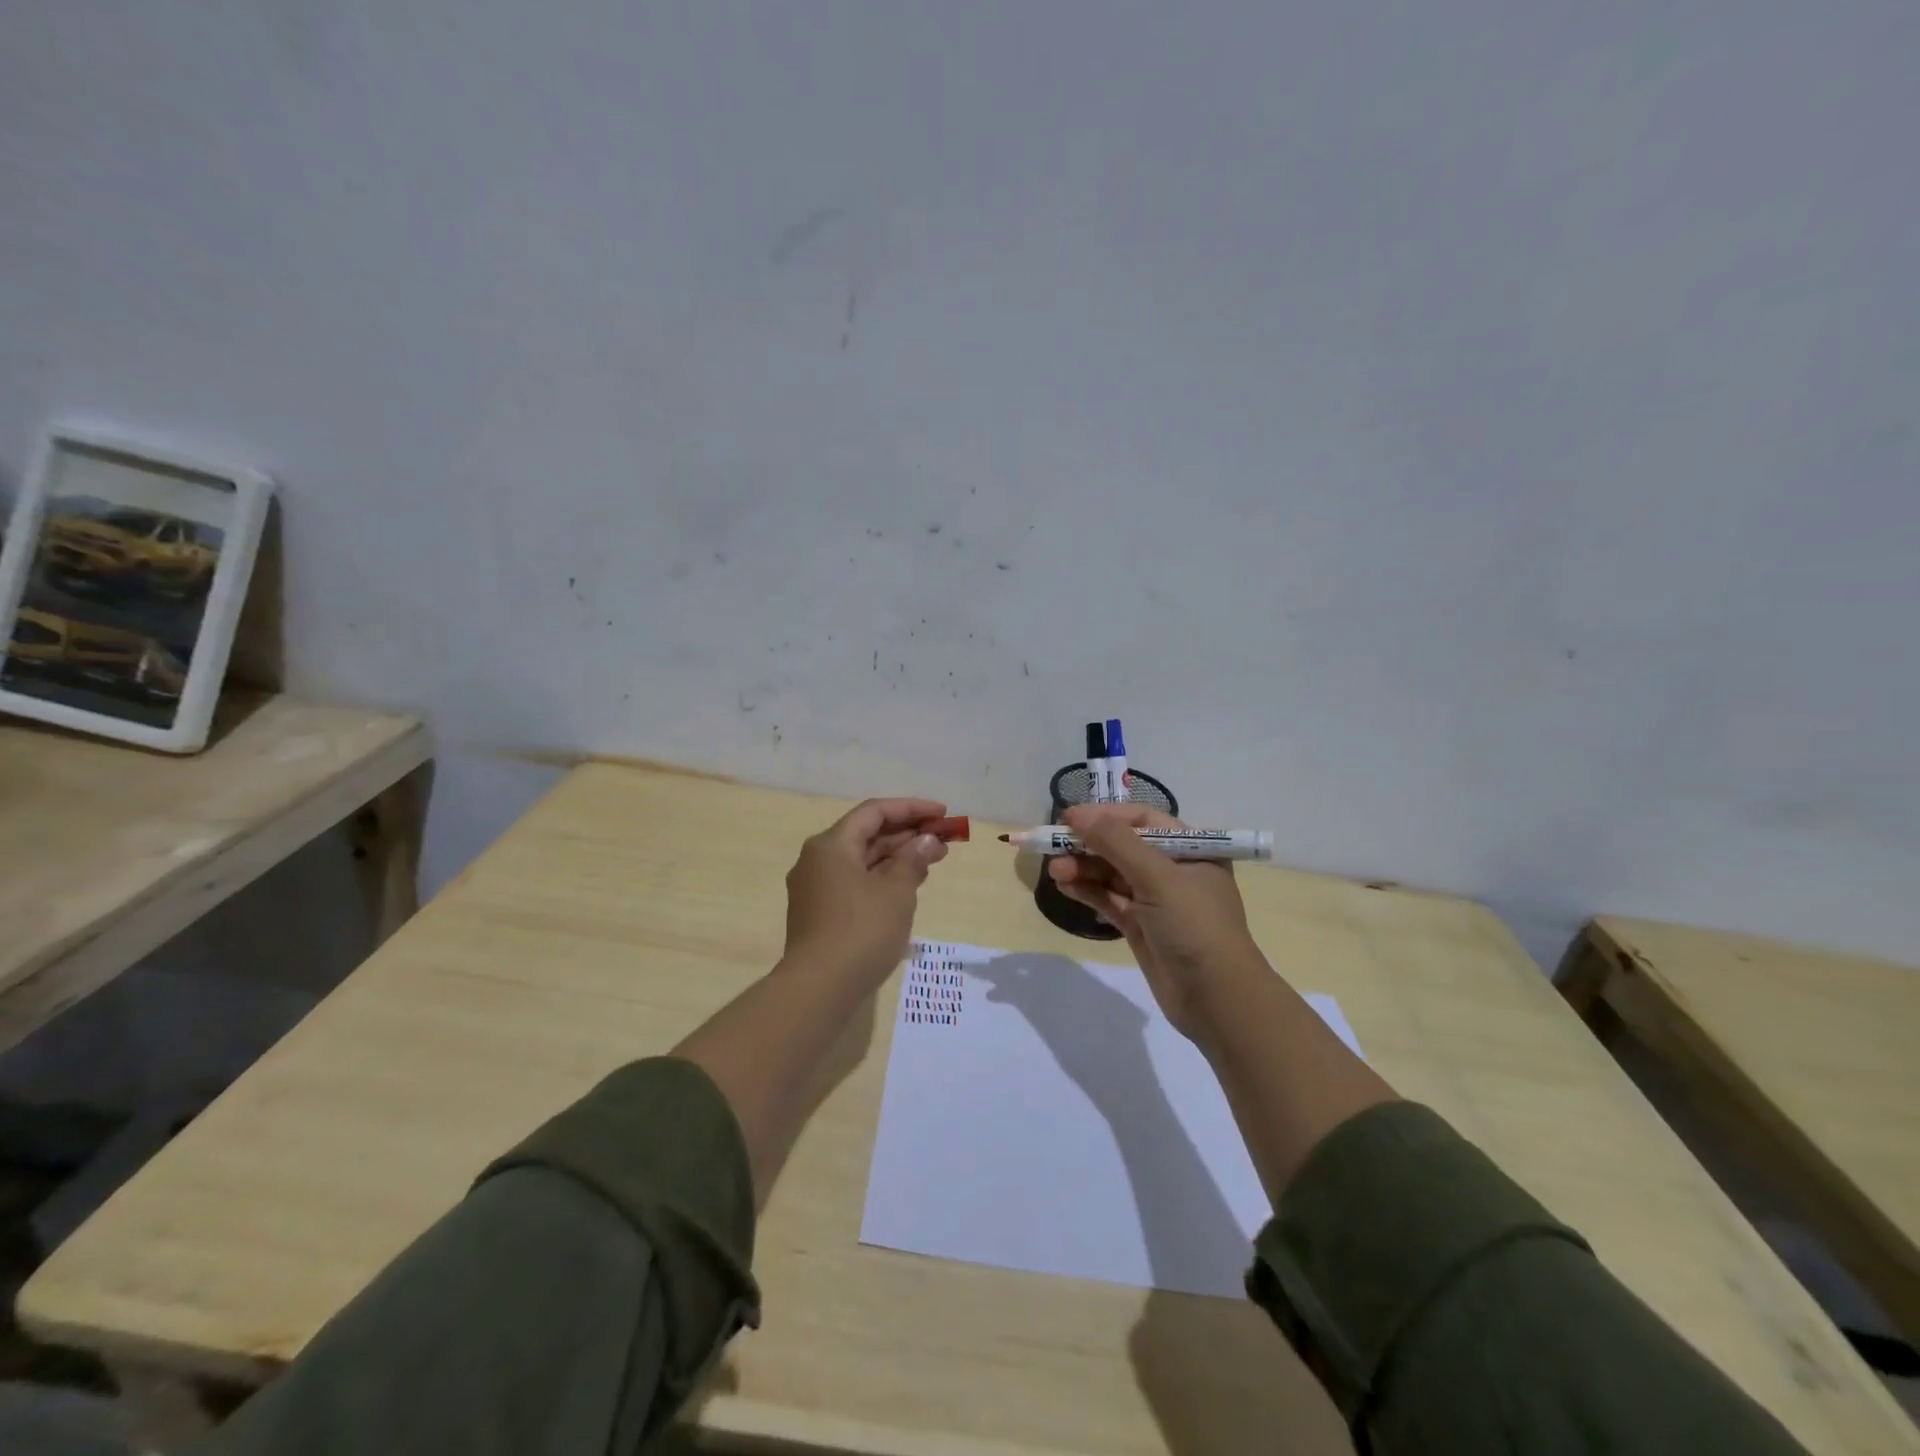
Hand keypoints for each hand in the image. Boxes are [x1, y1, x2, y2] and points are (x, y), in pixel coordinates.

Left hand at [783, 797, 949, 984]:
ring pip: (861, 860)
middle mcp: (817, 859)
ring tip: (932, 862)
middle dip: (906, 834)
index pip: (874, 812)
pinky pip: (854, 882)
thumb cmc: (861, 931)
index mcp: (831, 844)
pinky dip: (881, 878)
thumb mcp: (897, 891)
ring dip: (896, 857)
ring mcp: (815, 888)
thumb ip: (913, 859)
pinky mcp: (819, 913)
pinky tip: (906, 887)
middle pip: (866, 835)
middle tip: (943, 841)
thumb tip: (927, 840)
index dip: (911, 809)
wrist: (818, 989)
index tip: (942, 814)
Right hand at [1047, 804, 1263, 1040]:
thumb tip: (1078, 814)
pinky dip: (1088, 891)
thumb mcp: (1158, 877)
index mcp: (1190, 849)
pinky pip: (1110, 900)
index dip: (1105, 816)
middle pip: (1123, 846)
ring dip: (1083, 869)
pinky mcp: (1141, 927)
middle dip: (1089, 845)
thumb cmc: (1195, 926)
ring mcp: (1156, 900)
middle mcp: (1174, 870)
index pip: (1142, 820)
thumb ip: (1116, 843)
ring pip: (1112, 874)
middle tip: (1053, 847)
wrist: (1217, 1000)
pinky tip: (1065, 886)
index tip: (1069, 818)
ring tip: (1054, 871)